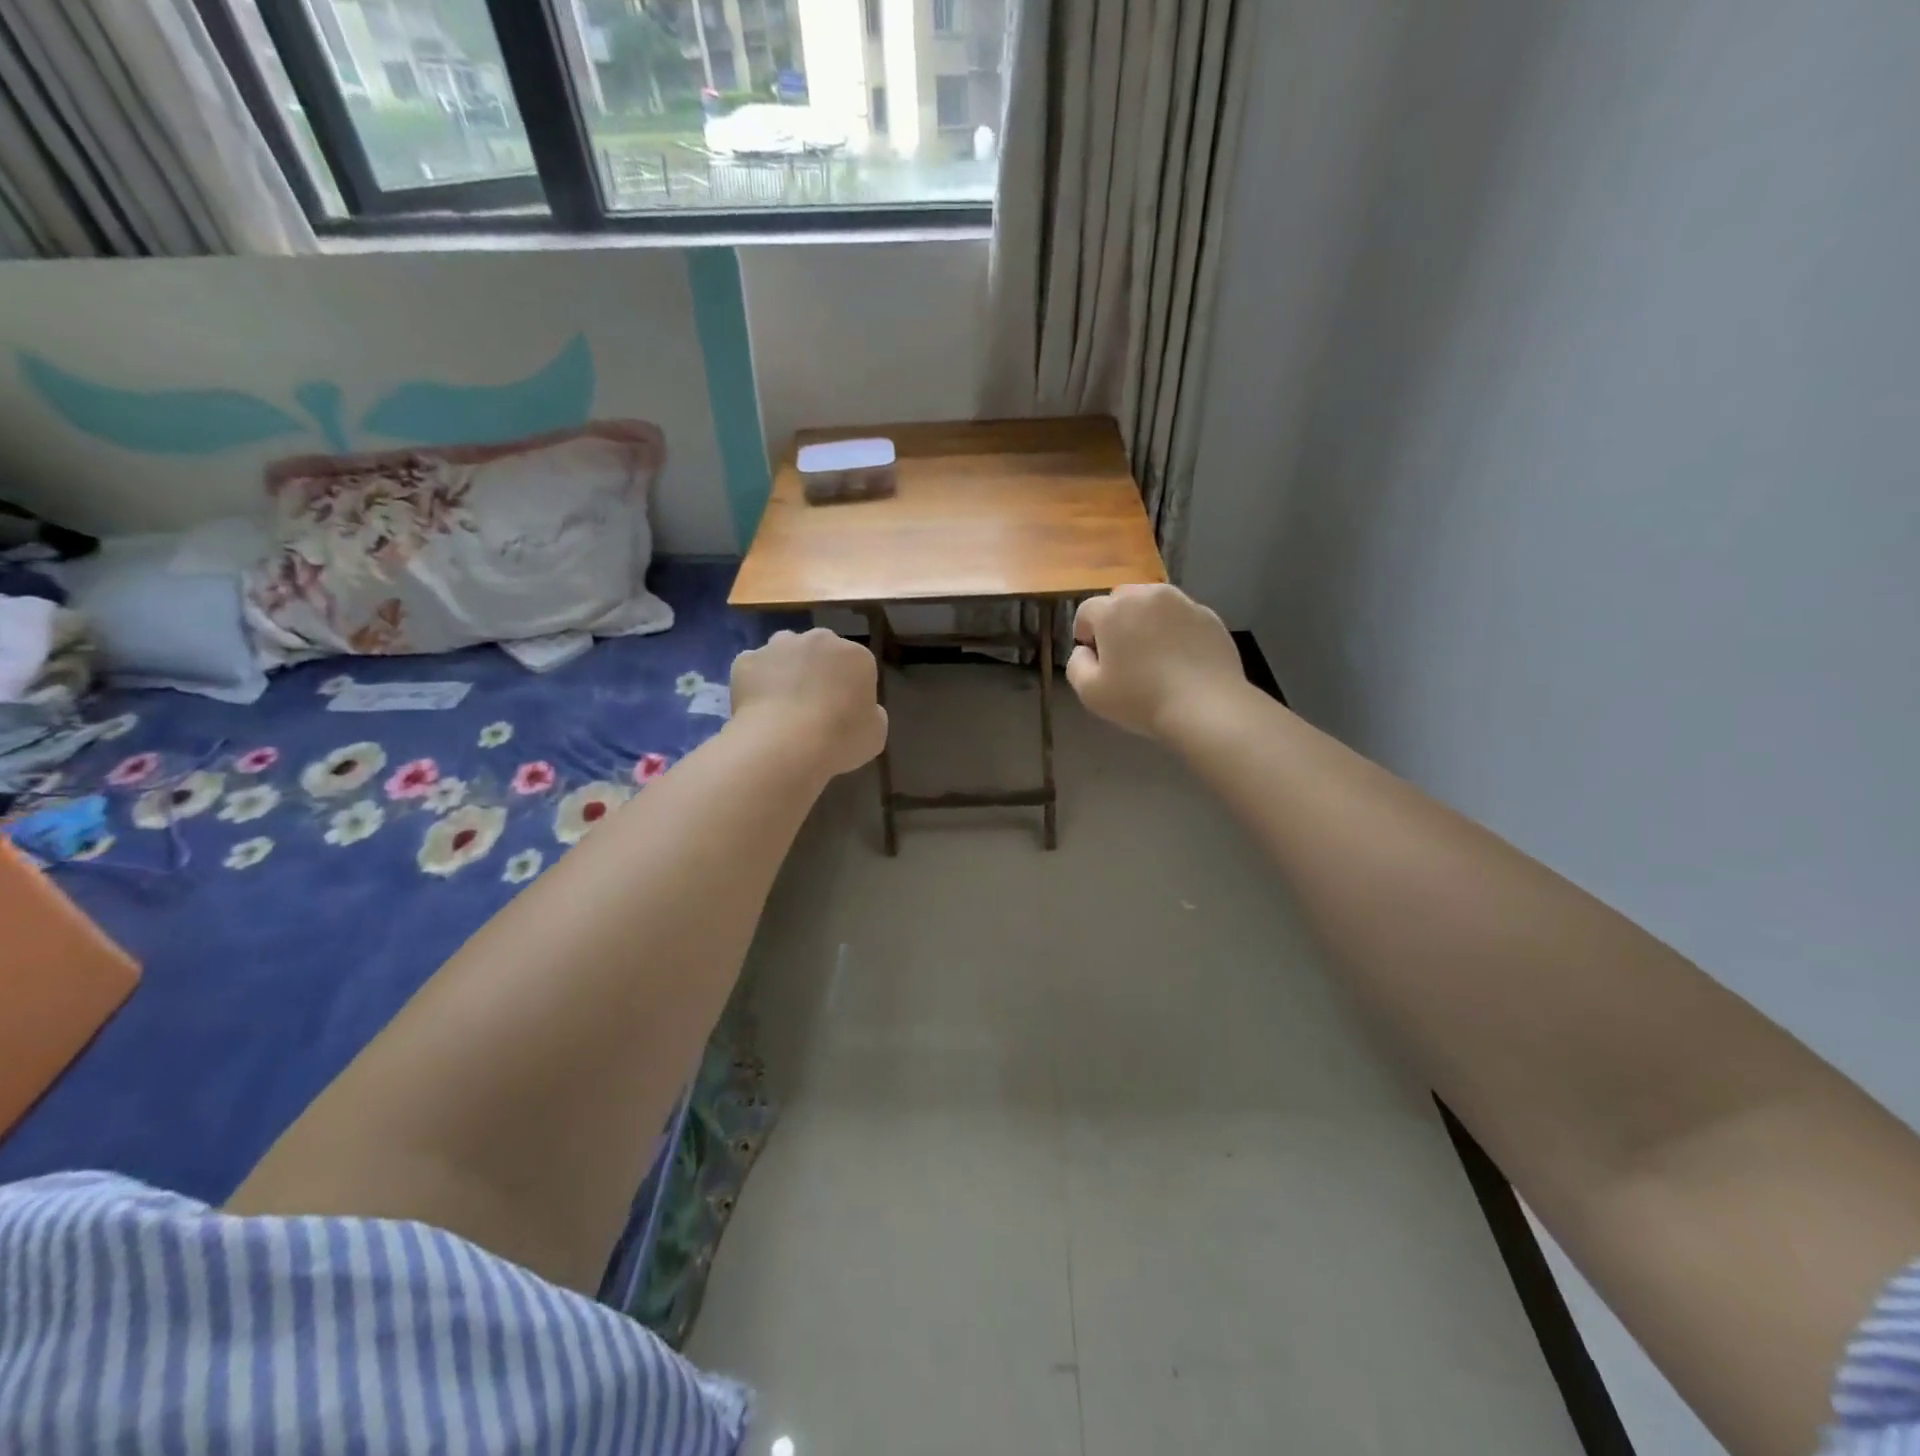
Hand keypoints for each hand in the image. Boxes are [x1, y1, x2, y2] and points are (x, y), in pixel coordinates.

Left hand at [729, 628, 887, 778]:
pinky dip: (756, 683)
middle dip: (818, 671)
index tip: (844, 713)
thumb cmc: (839, 740)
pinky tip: (758, 708)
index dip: (850, 689)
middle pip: (820, 651)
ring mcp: (779, 646)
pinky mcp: (746, 660)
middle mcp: (819, 639)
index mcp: (856, 655)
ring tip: (782, 705)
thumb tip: (863, 710)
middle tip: (813, 706)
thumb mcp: (875, 734)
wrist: (784, 744)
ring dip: (786, 670)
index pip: (857, 665)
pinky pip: (754, 668)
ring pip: (785, 653)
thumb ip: (872, 714)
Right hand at [1066, 584, 1247, 740]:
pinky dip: (1176, 631)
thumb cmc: (1141, 700)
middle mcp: (1147, 595)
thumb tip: (1084, 651)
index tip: (1097, 660)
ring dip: (1147, 622)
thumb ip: (1076, 664)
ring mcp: (1182, 602)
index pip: (1087, 611)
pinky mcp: (1209, 616)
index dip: (1086, 635)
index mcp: (1113, 610)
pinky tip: (1181, 661)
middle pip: (1121, 600)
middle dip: (1117, 622)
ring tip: (1155, 656)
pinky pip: (1181, 617)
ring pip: (1154, 605)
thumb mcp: (1090, 693)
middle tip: (1124, 656)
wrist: (1206, 707)